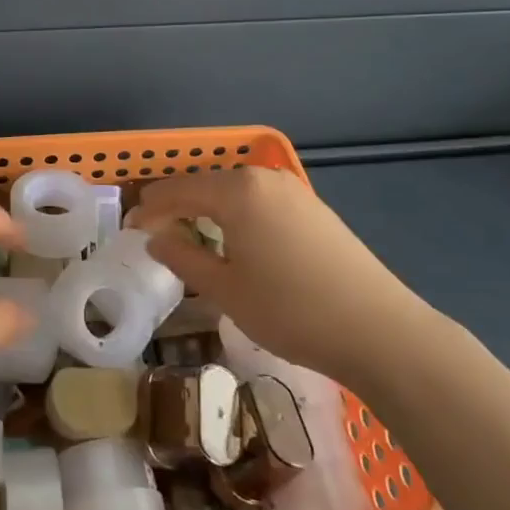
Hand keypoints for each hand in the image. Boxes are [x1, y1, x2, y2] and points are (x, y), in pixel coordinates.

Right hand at [133, 167, 436, 386]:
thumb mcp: (226, 290)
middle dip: (176, 207)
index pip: (177, 190)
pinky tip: (234, 241)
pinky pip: (259, 202)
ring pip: (234, 193)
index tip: (129, 230)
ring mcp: (293, 191)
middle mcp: (263, 178)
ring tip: (188, 238)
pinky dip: (235, 216)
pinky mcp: (314, 208)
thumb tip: (155, 239)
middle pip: (205, 185)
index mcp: (236, 190)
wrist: (380, 331)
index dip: (149, 209)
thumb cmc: (291, 310)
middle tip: (154, 234)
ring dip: (206, 211)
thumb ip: (183, 257)